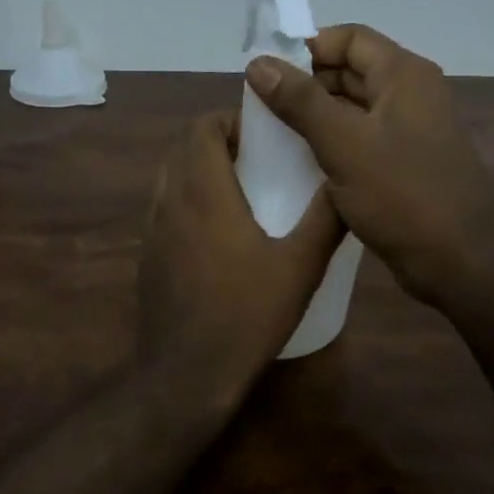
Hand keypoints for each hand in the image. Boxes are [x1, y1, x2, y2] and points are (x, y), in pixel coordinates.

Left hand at [138, 111, 344, 401]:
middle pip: (184, 148)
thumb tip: (345, 181)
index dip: (229, 120)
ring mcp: (152, 230)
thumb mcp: (299, 266)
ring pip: (171, 178)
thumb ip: (325, 219)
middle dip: (217, 143)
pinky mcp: (147, 256)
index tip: (261, 134)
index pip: (200, 127)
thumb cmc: (247, 314)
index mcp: (203, 192)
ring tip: (241, 193)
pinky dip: (188, 202)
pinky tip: (217, 236)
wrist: (188, 373)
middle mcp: (170, 201)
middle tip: (257, 159)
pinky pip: (165, 209)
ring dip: (201, 171)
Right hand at [247, 25, 493, 307]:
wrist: (459, 259)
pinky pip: (359, 140)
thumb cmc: (402, 193)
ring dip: (314, 117)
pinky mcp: (402, 165)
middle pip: (349, 71)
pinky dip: (330, 144)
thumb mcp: (343, 143)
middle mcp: (408, 95)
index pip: (349, 38)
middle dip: (305, 84)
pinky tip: (299, 163)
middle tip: (262, 107)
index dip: (307, 49)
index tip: (267, 73)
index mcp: (403, 75)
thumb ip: (299, 101)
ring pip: (352, 109)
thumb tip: (258, 63)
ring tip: (271, 135)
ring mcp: (407, 132)